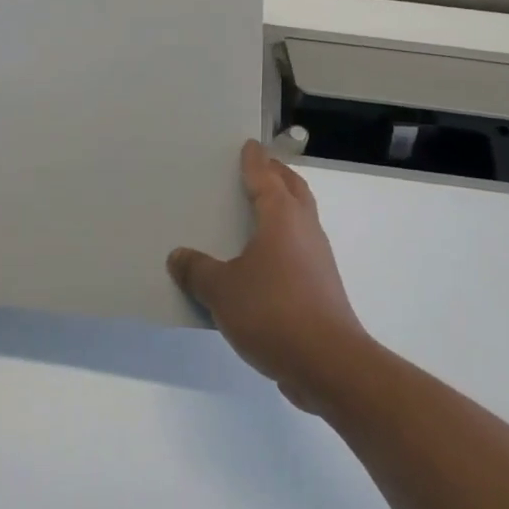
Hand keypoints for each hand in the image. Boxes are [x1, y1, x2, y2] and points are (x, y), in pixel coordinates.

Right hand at [167, 141, 370, 412]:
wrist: (328, 363)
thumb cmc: (272, 312)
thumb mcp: (221, 291)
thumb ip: (197, 271)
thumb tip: (179, 257)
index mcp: (282, 218)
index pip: (266, 177)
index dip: (255, 161)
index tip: (249, 145)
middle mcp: (305, 230)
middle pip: (293, 191)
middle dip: (277, 175)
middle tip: (259, 167)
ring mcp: (318, 260)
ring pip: (301, 220)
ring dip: (284, 208)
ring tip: (258, 210)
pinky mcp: (322, 288)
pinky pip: (299, 251)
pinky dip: (283, 242)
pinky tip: (262, 261)